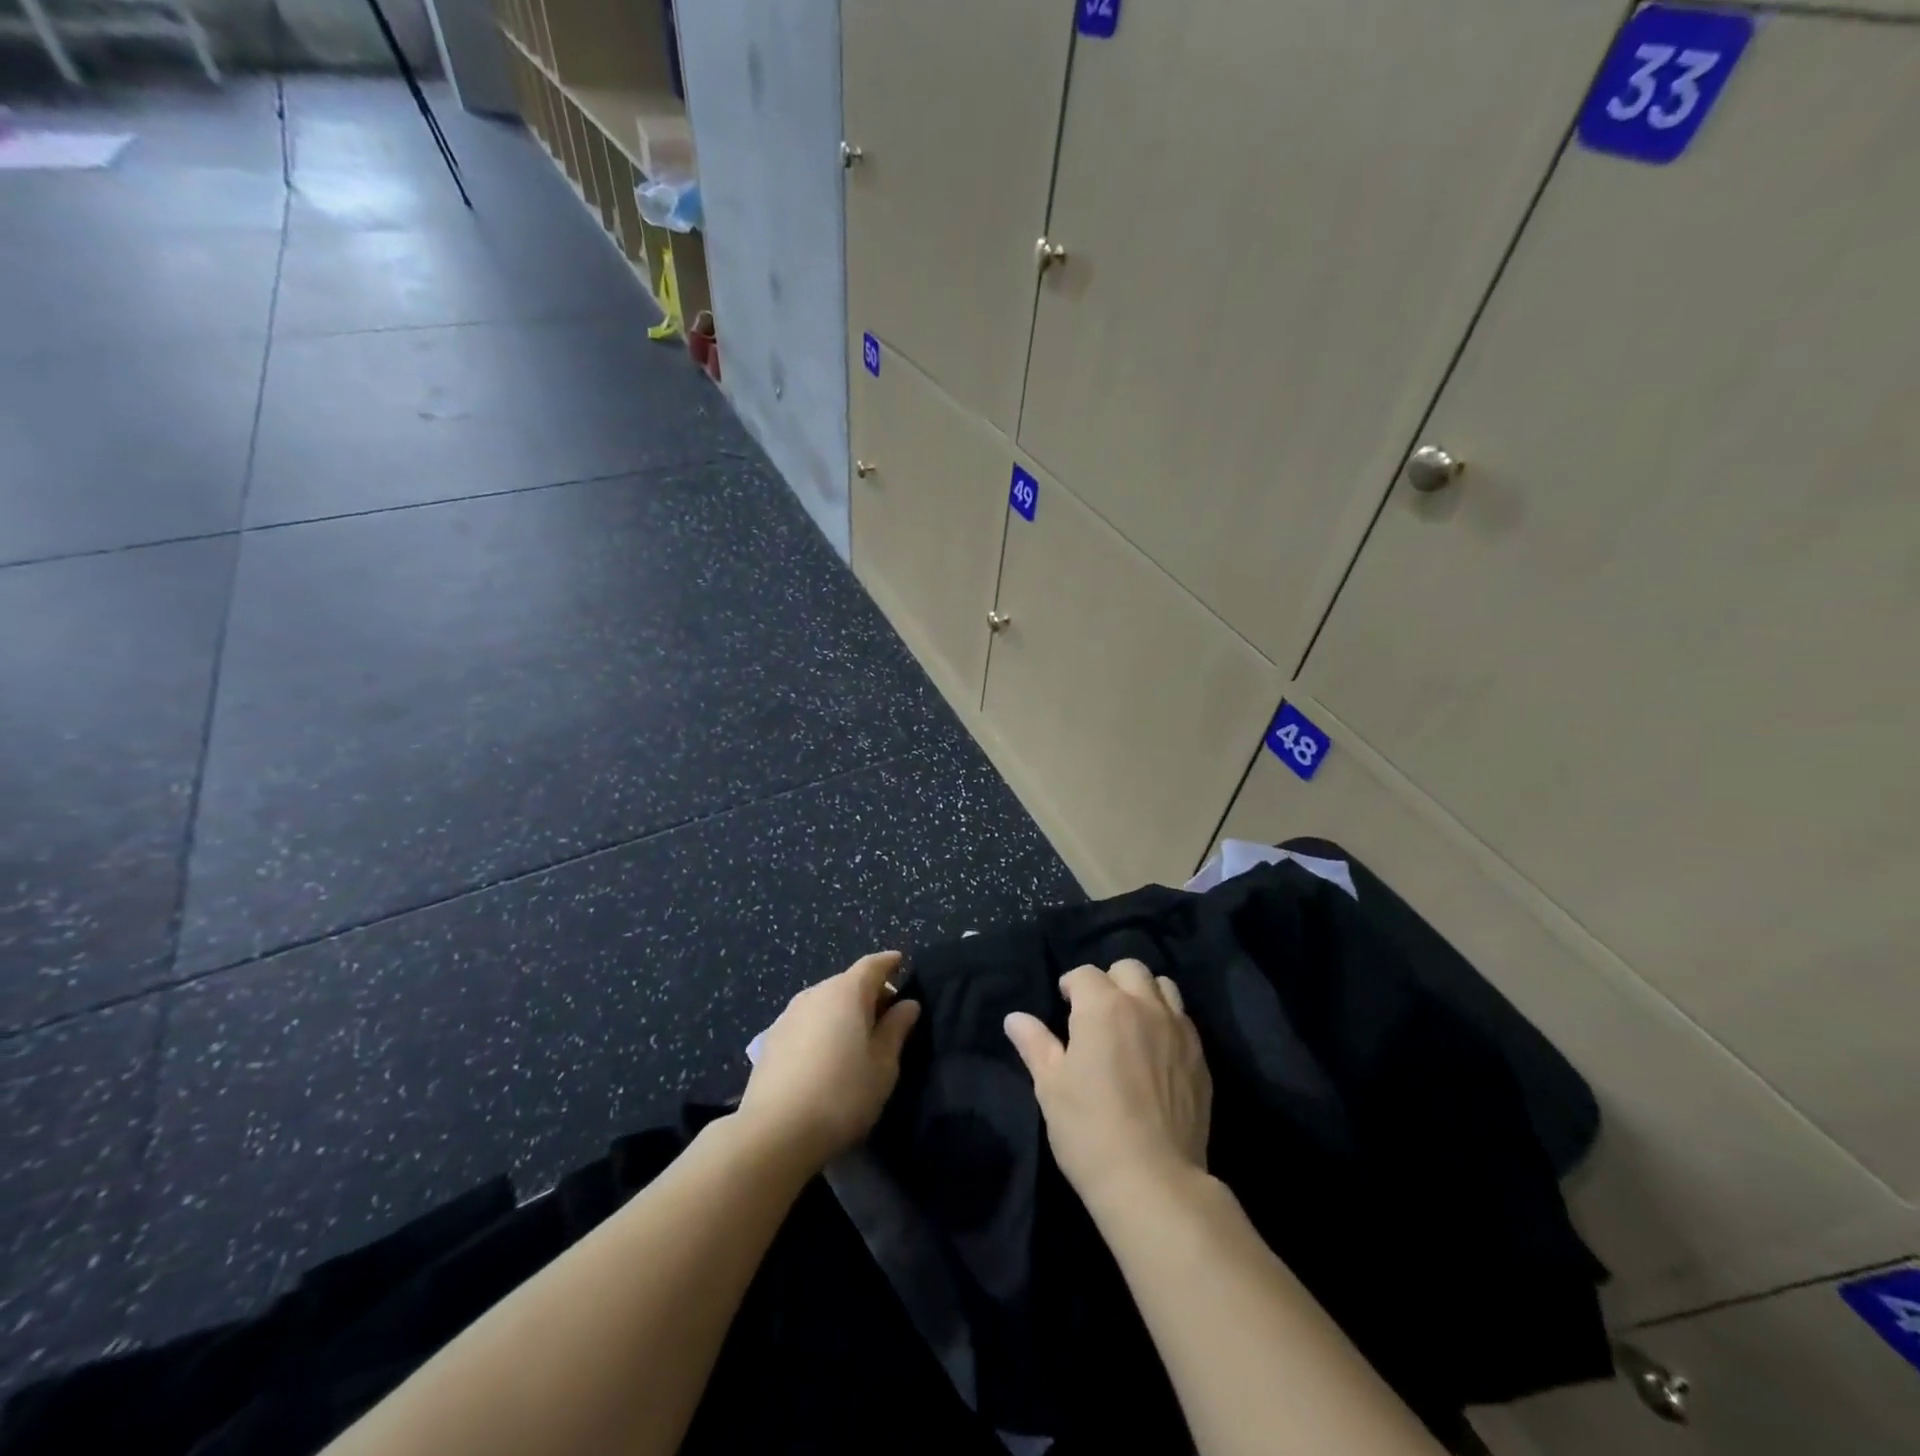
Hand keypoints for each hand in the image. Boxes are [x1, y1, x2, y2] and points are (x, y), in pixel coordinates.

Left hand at [738, 951, 920, 1168]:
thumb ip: (896, 1029)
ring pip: (824, 1003)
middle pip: (847, 983)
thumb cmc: (842, 1094)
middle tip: (888, 1015)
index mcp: (846, 992)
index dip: (889, 963)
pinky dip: (822, 1028)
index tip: (901, 963)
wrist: (774, 1133)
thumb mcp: (883, 1065)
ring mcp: (788, 1015)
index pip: (872, 965)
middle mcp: (814, 993)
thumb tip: (907, 1004)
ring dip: (843, 1012)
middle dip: (869, 992)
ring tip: (857, 1039)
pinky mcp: (770, 1040)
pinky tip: (826, 1056)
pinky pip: (806, 1022)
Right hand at [1004, 960, 1211, 1211]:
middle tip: (1097, 1012)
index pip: (1084, 974)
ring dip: (1144, 994)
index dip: (1070, 986)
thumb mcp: (1051, 1086)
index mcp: (1104, 1006)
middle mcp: (1144, 1006)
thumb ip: (1035, 1044)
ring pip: (1163, 986)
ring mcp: (1179, 1030)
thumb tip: (1015, 1018)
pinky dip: (1168, 1021)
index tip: (1064, 1006)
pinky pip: (1184, 1020)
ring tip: (1132, 1024)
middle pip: (1129, 969)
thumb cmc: (1090, 1129)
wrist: (1154, 1181)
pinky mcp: (1201, 1058)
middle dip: (1110, 981)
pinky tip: (1157, 1051)